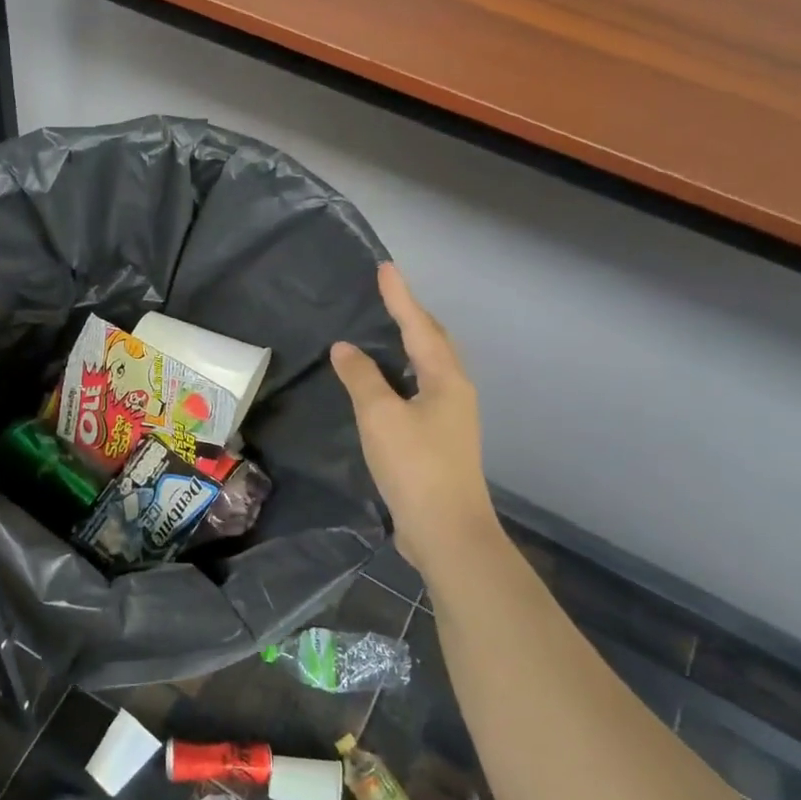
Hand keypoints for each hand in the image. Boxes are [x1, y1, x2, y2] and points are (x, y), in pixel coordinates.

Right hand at [331, 263, 497, 568]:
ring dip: (411, 344)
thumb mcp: (380, 416)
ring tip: (388, 330)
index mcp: (445, 379)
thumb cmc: (415, 466)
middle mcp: (454, 391)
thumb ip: (362, 378)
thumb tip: (345, 348)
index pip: (419, 327)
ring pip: (430, 368)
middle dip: (413, 316)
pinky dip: (404, 374)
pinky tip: (387, 384)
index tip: (385, 268)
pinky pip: (421, 390)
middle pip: (434, 343)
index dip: (400, 297)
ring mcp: (451, 418)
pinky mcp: (439, 440)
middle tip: (389, 295)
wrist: (446, 530)